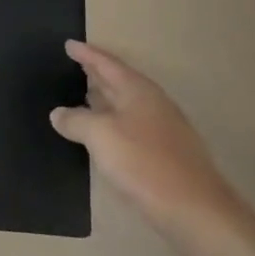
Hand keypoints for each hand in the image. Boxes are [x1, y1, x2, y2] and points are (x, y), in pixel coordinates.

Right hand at [50, 40, 231, 227]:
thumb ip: (76, 120)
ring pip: (127, 105)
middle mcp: (152, 103)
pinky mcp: (167, 154)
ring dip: (105, 99)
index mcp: (137, 90)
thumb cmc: (144, 163)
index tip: (69, 44)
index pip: (107, 63)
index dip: (86, 54)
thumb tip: (58, 113)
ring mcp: (163, 129)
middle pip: (119, 81)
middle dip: (97, 73)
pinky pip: (132, 126)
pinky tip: (104, 136)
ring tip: (83, 96)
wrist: (196, 211)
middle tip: (75, 65)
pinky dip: (114, 123)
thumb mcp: (100, 136)